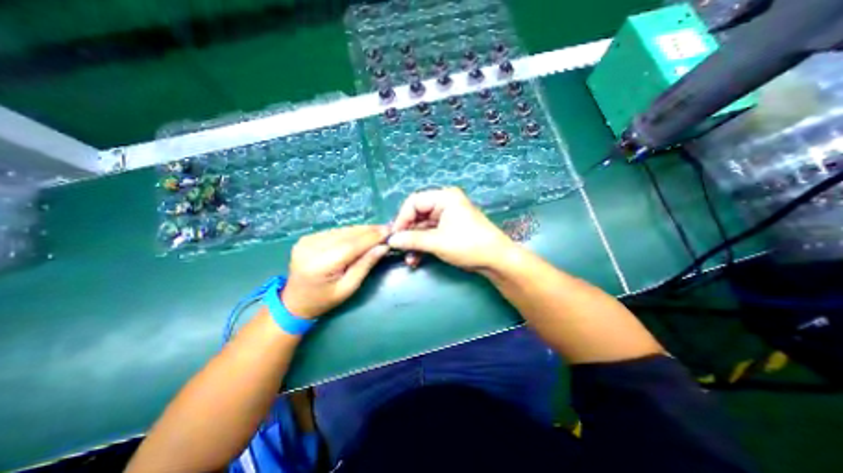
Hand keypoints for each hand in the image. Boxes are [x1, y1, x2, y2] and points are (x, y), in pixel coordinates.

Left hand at [282, 224, 389, 319]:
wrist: (295, 301)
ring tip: (378, 231)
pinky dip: (350, 232)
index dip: (372, 237)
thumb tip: (383, 247)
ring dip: (361, 230)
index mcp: (320, 265)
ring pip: (342, 230)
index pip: (352, 245)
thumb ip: (365, 265)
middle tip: (387, 229)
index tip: (389, 231)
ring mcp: (307, 241)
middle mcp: (311, 248)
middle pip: (347, 234)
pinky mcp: (307, 238)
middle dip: (369, 231)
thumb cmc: (324, 300)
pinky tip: (361, 234)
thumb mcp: (349, 288)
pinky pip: (335, 232)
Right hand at [385, 187, 514, 270]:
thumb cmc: (468, 245)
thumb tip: (391, 240)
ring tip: (408, 259)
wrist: (495, 259)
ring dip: (414, 243)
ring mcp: (446, 217)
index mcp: (444, 197)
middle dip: (407, 233)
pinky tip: (415, 259)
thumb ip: (412, 239)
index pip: (414, 202)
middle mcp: (444, 204)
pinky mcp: (448, 230)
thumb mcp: (437, 242)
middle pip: (417, 215)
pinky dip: (422, 246)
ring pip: (422, 227)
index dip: (402, 218)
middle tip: (398, 248)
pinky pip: (429, 234)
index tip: (394, 236)